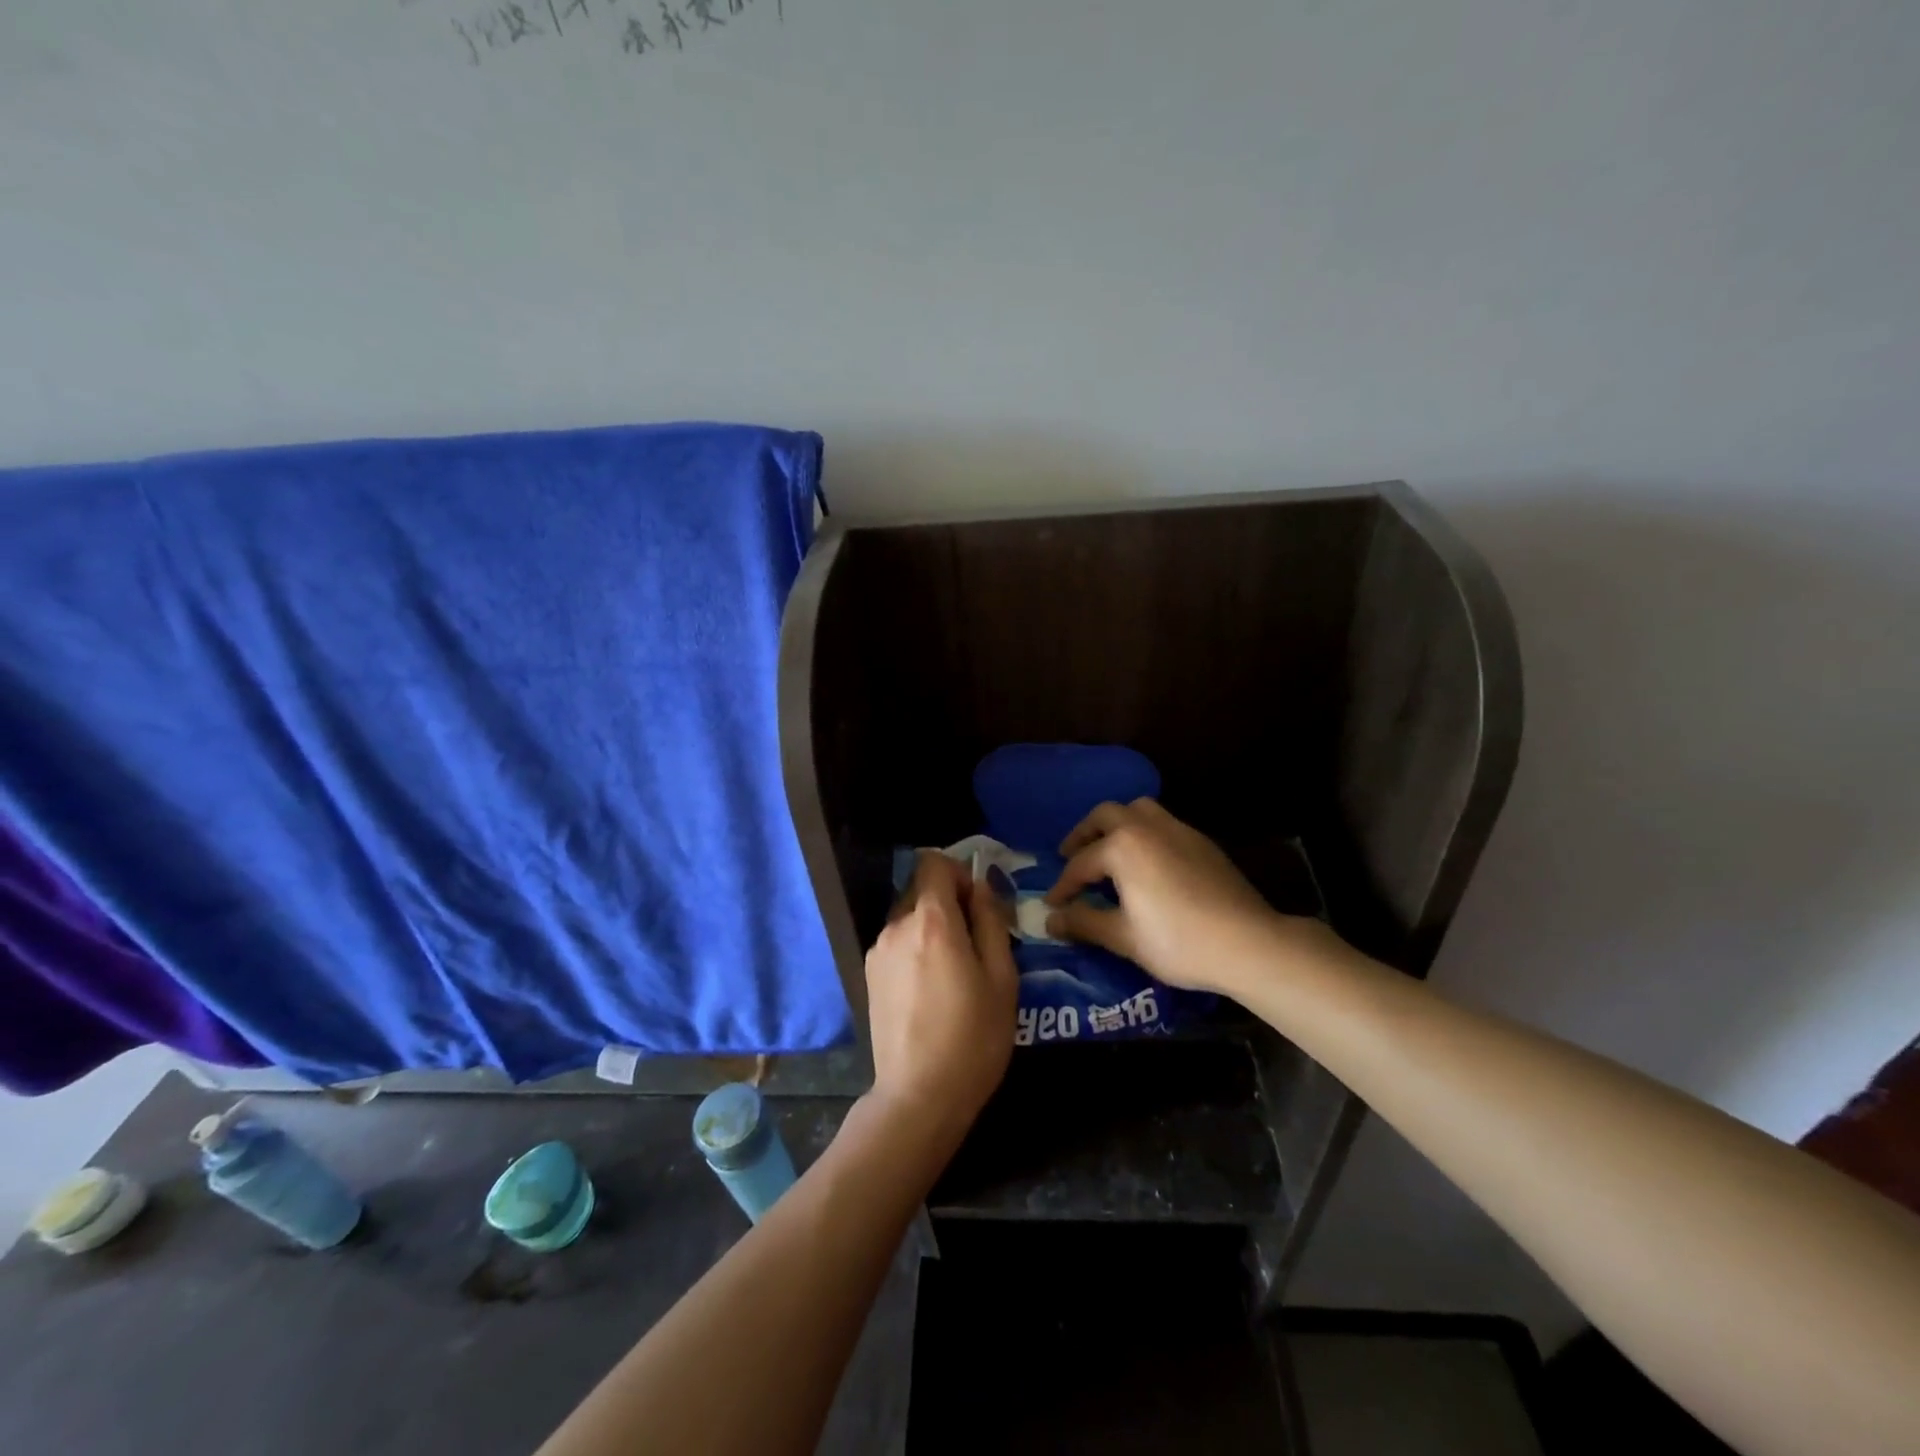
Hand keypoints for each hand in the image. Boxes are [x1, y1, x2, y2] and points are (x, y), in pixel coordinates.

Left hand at [863, 852, 1018, 1149]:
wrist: (919, 1096)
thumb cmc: (973, 1037)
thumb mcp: (1001, 978)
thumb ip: (990, 922)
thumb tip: (979, 888)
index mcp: (931, 921)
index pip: (934, 863)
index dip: (958, 873)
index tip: (978, 904)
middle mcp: (896, 926)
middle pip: (921, 890)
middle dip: (949, 904)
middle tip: (974, 944)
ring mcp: (877, 951)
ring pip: (909, 918)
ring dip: (932, 929)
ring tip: (953, 973)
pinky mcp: (868, 975)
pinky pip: (898, 943)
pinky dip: (915, 949)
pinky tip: (930, 990)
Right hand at [1045, 798, 1334, 995]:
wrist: (1248, 943)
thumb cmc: (1177, 941)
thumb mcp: (1123, 937)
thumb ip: (1083, 922)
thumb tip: (1051, 919)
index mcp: (1122, 846)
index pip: (1080, 863)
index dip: (1063, 886)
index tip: (1053, 904)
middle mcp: (1146, 827)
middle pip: (1105, 816)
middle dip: (1084, 835)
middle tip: (1071, 857)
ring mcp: (1178, 829)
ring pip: (1137, 810)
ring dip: (1116, 825)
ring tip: (1108, 851)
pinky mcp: (1201, 841)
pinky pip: (1162, 823)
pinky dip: (1144, 834)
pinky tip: (1147, 863)